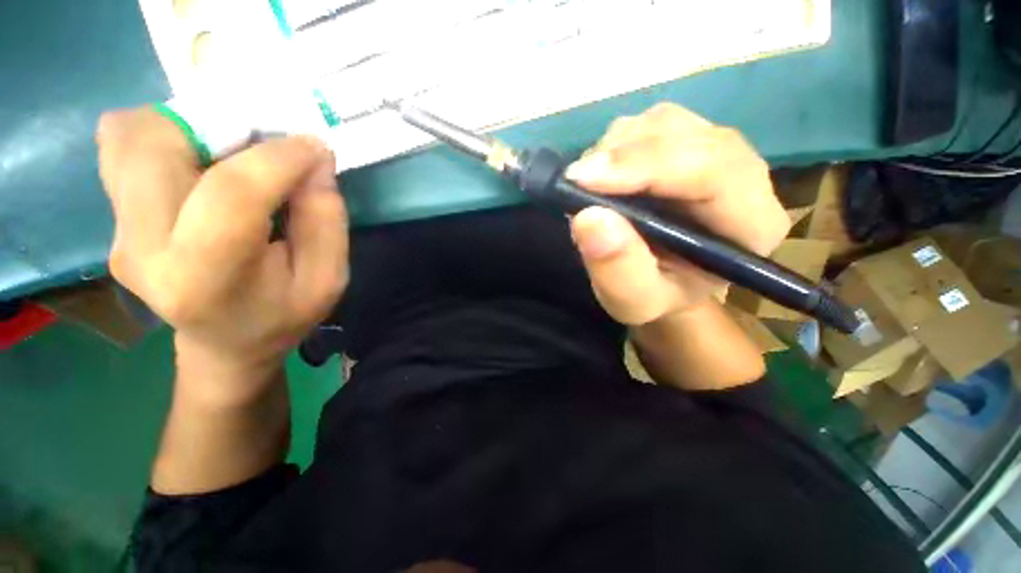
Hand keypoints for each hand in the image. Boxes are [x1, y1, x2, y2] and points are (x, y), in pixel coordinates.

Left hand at [97, 109, 347, 401]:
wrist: (225, 344)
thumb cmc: (283, 315)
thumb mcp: (327, 279)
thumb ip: (326, 221)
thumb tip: (315, 160)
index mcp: (204, 278)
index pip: (231, 194)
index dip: (279, 158)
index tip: (315, 147)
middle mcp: (141, 249)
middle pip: (154, 145)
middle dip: (218, 127)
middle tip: (263, 144)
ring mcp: (116, 232)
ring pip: (128, 135)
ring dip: (188, 126)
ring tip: (231, 153)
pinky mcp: (113, 219)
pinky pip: (121, 146)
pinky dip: (164, 134)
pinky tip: (200, 163)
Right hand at [566, 103, 788, 325]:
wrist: (662, 281)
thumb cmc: (655, 296)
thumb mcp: (634, 301)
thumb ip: (618, 270)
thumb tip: (589, 218)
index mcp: (751, 224)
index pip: (714, 171)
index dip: (647, 167)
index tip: (585, 180)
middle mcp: (743, 175)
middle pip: (687, 136)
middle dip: (623, 155)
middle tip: (576, 181)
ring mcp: (713, 151)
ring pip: (663, 123)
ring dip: (614, 150)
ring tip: (588, 187)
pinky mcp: (686, 141)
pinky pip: (647, 125)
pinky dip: (613, 146)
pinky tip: (600, 177)